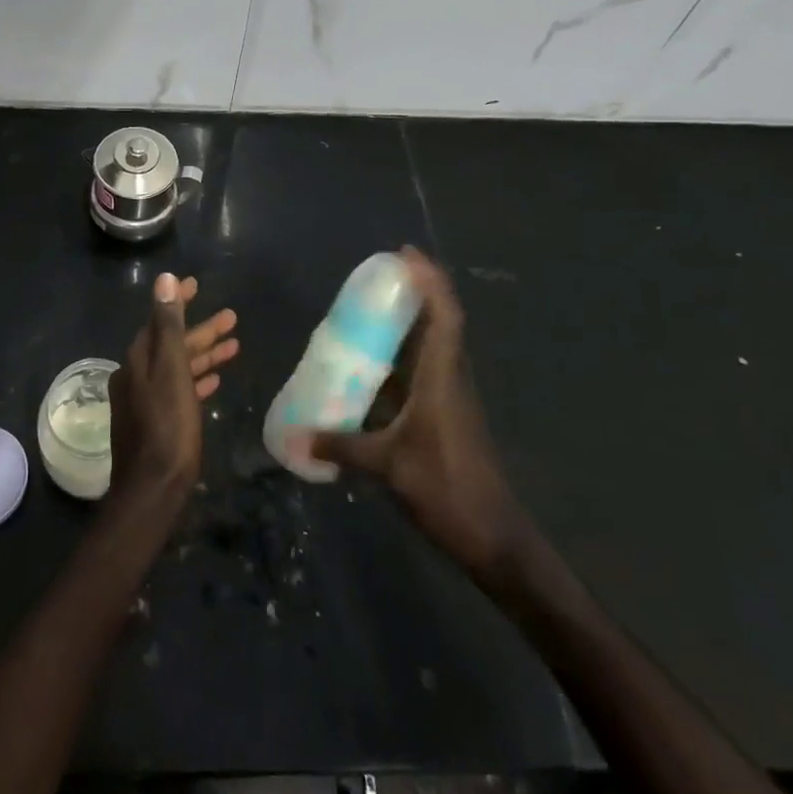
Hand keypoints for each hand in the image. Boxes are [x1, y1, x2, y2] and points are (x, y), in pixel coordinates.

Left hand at [107, 274, 237, 509]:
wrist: (153, 487)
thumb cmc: (167, 425)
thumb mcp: (171, 369)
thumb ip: (169, 325)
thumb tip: (164, 279)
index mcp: (138, 359)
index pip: (159, 319)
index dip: (178, 301)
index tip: (196, 284)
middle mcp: (137, 375)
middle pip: (172, 344)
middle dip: (202, 331)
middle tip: (232, 318)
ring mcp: (144, 400)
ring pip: (178, 367)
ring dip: (204, 355)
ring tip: (234, 346)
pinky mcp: (155, 422)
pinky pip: (178, 390)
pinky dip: (196, 381)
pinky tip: (214, 382)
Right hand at [308, 249, 520, 574]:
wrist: (495, 539)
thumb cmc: (447, 490)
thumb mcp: (388, 467)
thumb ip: (341, 447)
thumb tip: (297, 436)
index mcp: (441, 379)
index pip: (444, 316)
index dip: (430, 280)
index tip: (405, 254)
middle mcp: (449, 379)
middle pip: (440, 322)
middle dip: (415, 293)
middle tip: (377, 277)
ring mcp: (450, 398)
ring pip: (432, 346)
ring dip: (410, 322)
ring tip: (370, 311)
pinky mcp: (446, 416)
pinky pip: (423, 371)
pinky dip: (402, 357)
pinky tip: (373, 365)